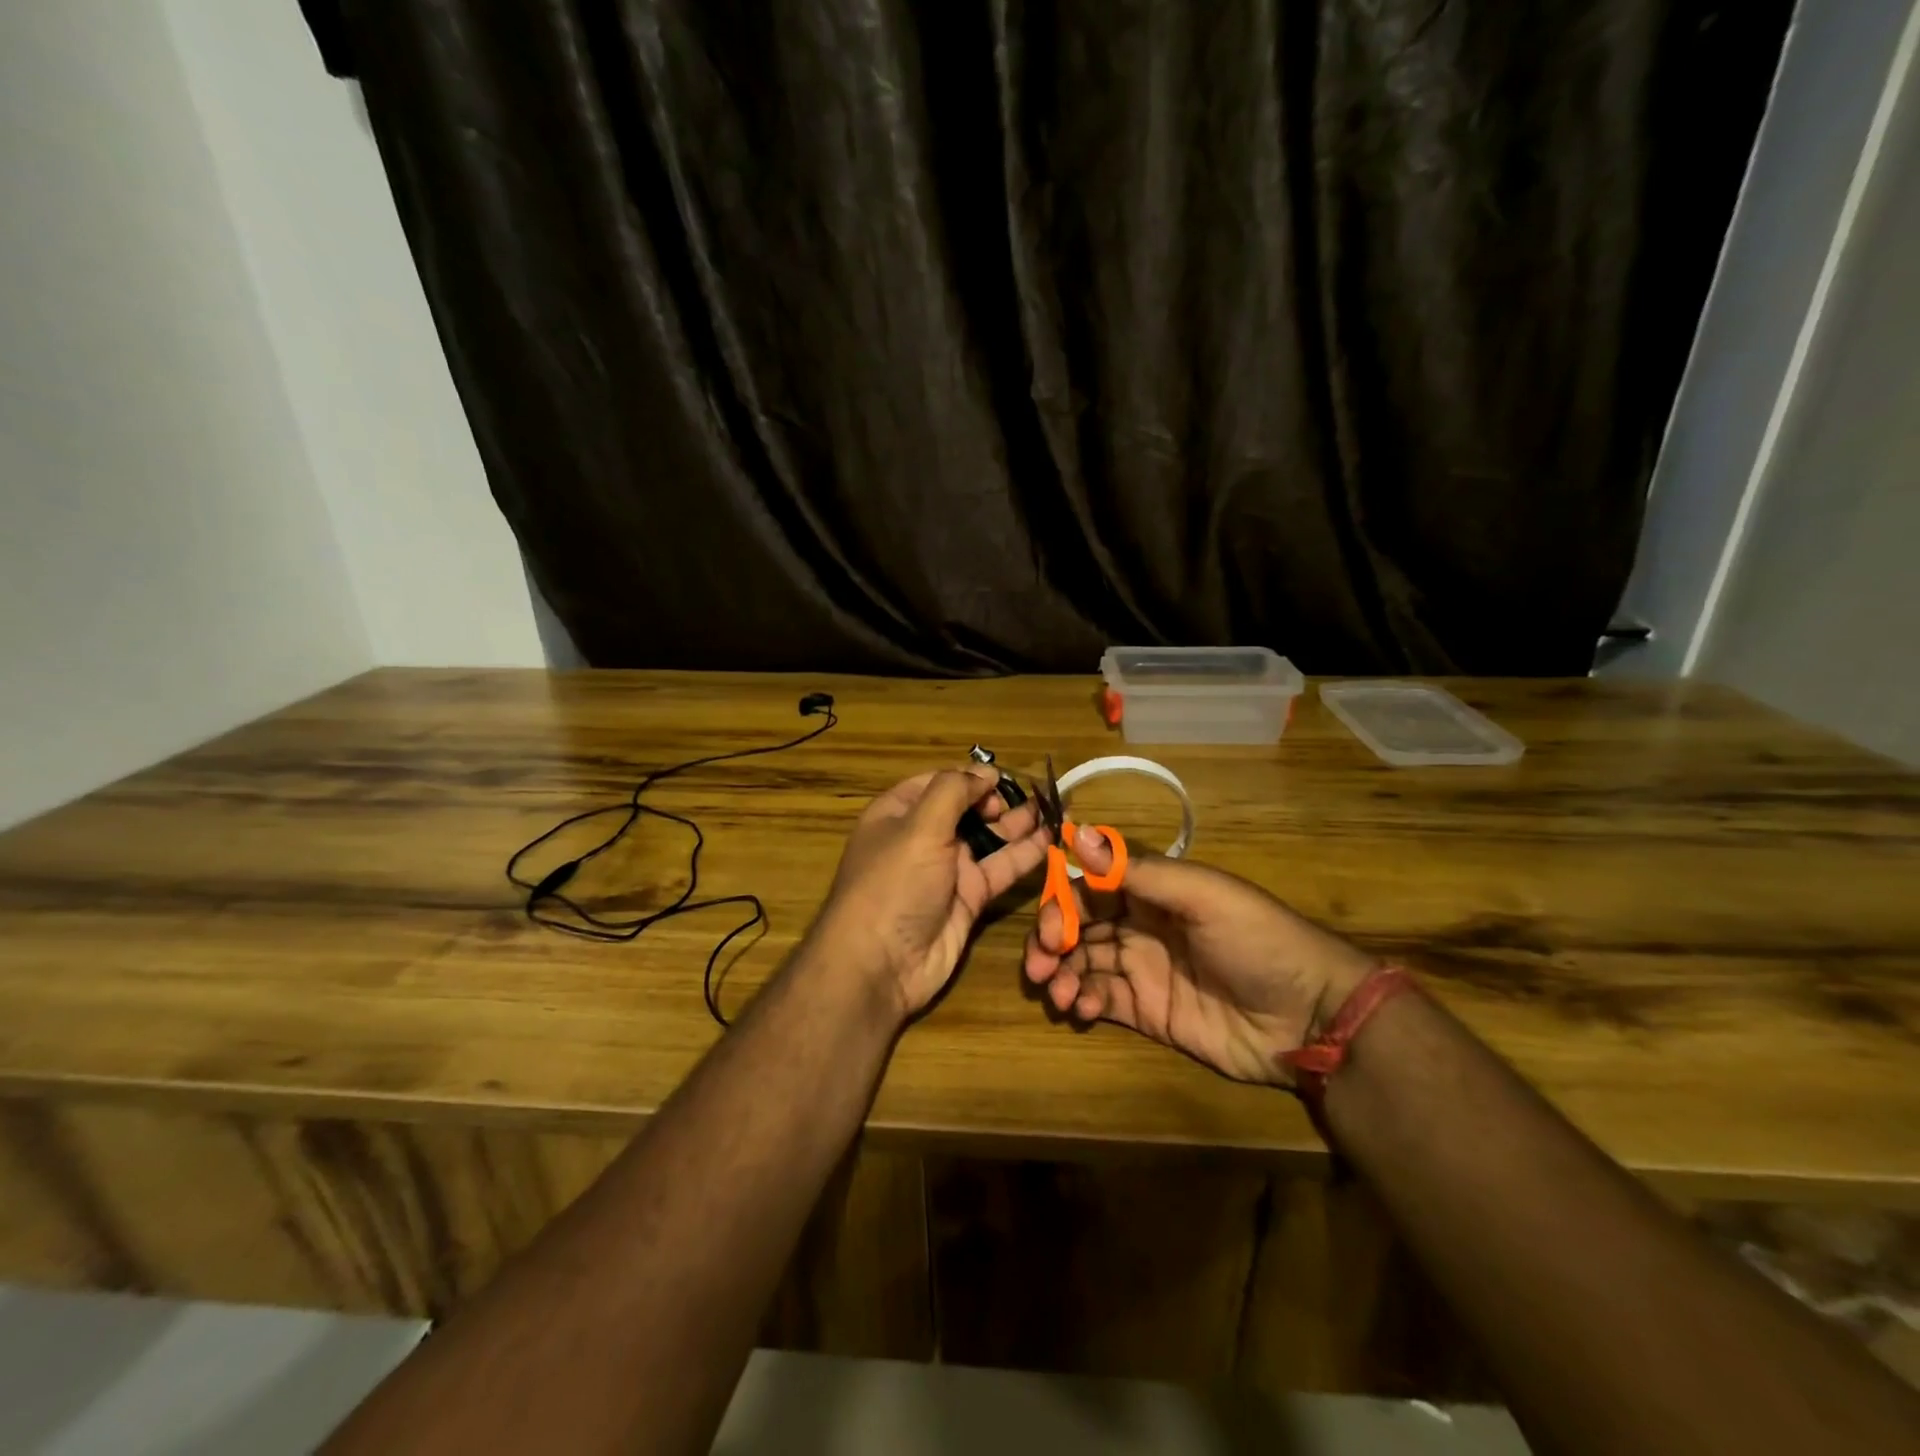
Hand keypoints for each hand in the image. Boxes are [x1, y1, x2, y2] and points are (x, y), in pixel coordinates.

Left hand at [816, 765, 1049, 1019]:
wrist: (881, 965)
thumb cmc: (894, 883)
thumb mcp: (919, 827)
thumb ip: (954, 791)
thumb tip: (986, 772)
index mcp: (899, 813)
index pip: (939, 783)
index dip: (970, 777)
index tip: (1001, 778)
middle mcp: (923, 837)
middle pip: (967, 809)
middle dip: (999, 800)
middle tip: (1033, 797)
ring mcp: (947, 870)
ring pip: (989, 839)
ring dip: (1019, 825)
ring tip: (1055, 809)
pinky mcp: (969, 898)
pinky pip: (1000, 870)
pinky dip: (1025, 855)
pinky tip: (1052, 840)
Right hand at [1022, 831, 1379, 1084]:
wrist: (1310, 1017)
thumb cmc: (1257, 940)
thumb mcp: (1201, 896)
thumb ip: (1137, 870)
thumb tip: (1076, 831)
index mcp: (1152, 890)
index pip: (1090, 886)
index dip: (1062, 900)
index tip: (1048, 924)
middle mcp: (1140, 925)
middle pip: (1078, 925)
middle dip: (1051, 940)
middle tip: (1041, 964)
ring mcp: (1143, 969)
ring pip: (1082, 963)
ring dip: (1061, 973)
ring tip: (1059, 993)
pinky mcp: (1148, 1012)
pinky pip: (1101, 999)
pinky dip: (1082, 1001)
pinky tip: (1082, 1008)